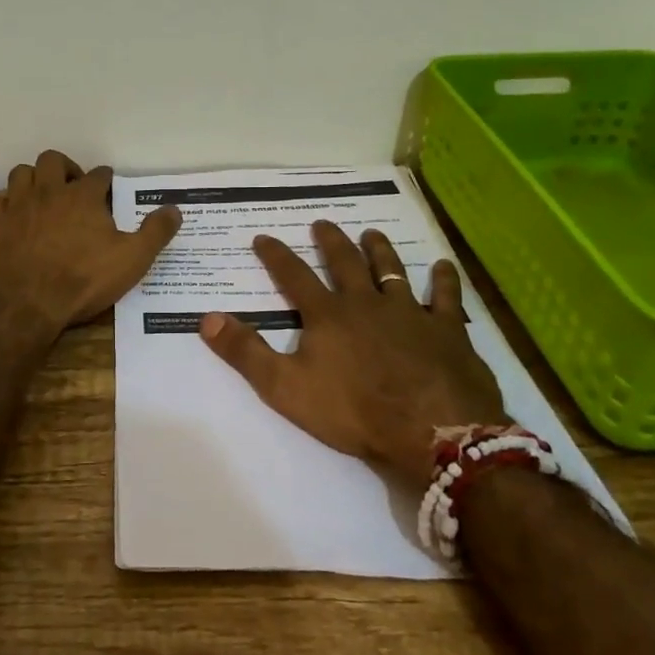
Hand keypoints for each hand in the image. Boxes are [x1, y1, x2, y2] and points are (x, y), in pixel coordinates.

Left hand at [0, 150, 182, 333]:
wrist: (25, 304)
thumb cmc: (83, 280)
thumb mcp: (132, 260)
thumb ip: (155, 232)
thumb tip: (175, 209)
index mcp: (84, 197)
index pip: (98, 175)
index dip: (105, 180)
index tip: (108, 187)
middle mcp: (49, 191)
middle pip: (53, 161)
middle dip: (65, 167)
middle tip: (73, 187)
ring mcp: (17, 206)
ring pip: (21, 173)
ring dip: (33, 179)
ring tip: (43, 196)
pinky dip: (6, 203)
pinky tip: (14, 215)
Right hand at [198, 222, 505, 491]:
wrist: (431, 431)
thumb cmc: (354, 412)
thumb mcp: (285, 388)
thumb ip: (246, 352)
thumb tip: (207, 318)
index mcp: (328, 315)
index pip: (294, 276)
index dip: (276, 256)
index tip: (263, 237)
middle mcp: (366, 303)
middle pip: (345, 263)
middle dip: (330, 241)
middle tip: (322, 223)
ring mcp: (410, 313)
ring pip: (391, 270)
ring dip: (380, 250)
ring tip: (372, 233)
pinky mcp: (447, 329)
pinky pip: (446, 296)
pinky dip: (444, 279)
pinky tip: (443, 266)